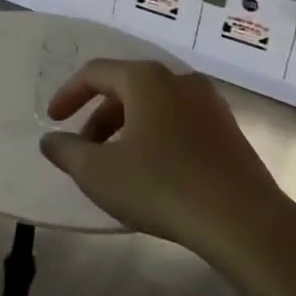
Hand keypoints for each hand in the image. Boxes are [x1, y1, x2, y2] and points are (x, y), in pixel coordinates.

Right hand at [40, 59, 292, 256]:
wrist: (244, 221)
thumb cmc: (161, 186)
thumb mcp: (99, 173)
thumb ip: (66, 151)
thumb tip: (51, 140)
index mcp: (145, 79)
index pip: (94, 73)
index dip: (68, 95)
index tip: (53, 120)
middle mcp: (178, 79)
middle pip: (125, 88)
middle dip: (98, 117)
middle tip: (84, 150)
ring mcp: (209, 103)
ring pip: (154, 106)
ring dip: (127, 128)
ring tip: (116, 164)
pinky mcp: (228, 130)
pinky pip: (179, 122)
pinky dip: (155, 136)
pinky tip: (153, 172)